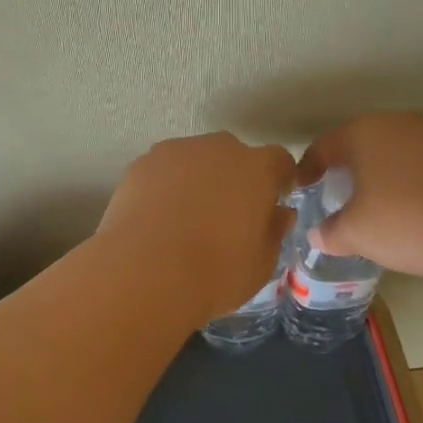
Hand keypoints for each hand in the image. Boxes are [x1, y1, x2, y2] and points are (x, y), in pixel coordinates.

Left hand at [96, 133, 296, 322]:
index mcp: (256, 169)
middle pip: (234, 155)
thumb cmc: (215, 273)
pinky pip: (164, 169)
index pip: (279, 161)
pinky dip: (166, 186)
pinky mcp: (142, 163)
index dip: (278, 180)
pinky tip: (158, 217)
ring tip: (186, 218)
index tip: (272, 202)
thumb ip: (274, 231)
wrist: (145, 273)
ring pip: (196, 159)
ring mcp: (176, 151)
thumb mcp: (261, 264)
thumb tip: (279, 213)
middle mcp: (218, 149)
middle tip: (227, 215)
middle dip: (235, 178)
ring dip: (198, 179)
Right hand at [298, 113, 422, 280]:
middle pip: (359, 143)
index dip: (307, 170)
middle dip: (346, 169)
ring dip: (381, 172)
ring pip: (394, 150)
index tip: (302, 190)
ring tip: (379, 203)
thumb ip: (331, 233)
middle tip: (337, 196)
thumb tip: (318, 235)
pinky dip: (412, 179)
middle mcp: (395, 122)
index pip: (322, 147)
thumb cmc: (411, 222)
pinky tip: (418, 206)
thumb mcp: (359, 235)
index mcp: (362, 133)